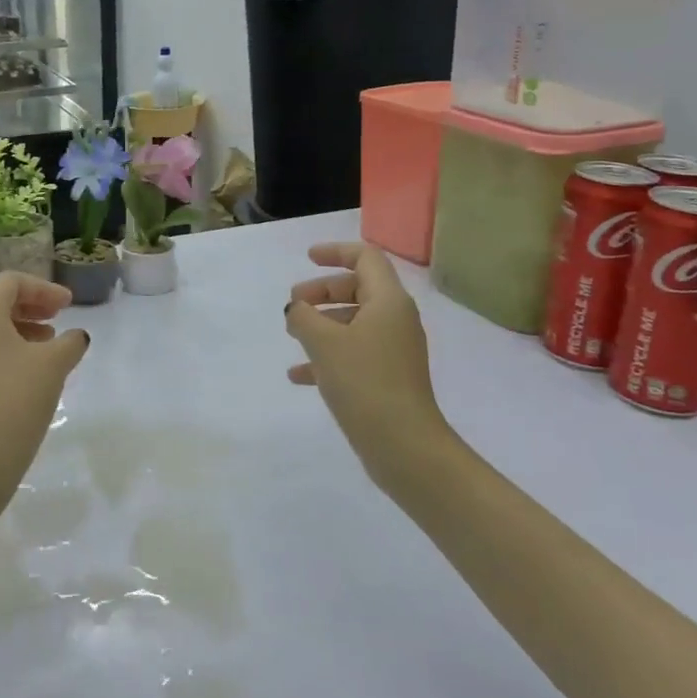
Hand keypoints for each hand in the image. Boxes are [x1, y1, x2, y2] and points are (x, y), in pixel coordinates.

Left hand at [0, 272, 90, 488]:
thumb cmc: (17, 396)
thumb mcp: (53, 363)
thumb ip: (70, 342)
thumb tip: (78, 337)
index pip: (12, 282)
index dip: (44, 288)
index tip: (69, 304)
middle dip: (32, 303)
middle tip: (60, 315)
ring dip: (23, 325)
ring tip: (51, 341)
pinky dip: (11, 345)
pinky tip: (34, 365)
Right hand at [285, 244, 454, 487]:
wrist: (404, 446)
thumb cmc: (364, 382)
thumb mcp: (323, 342)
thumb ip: (303, 315)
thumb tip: (296, 309)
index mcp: (388, 301)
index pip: (366, 257)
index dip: (336, 252)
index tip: (307, 258)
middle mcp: (396, 319)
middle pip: (358, 288)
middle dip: (322, 291)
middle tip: (294, 304)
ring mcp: (394, 350)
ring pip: (354, 321)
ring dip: (322, 323)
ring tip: (292, 336)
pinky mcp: (388, 377)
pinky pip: (355, 352)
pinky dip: (328, 355)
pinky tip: (299, 375)